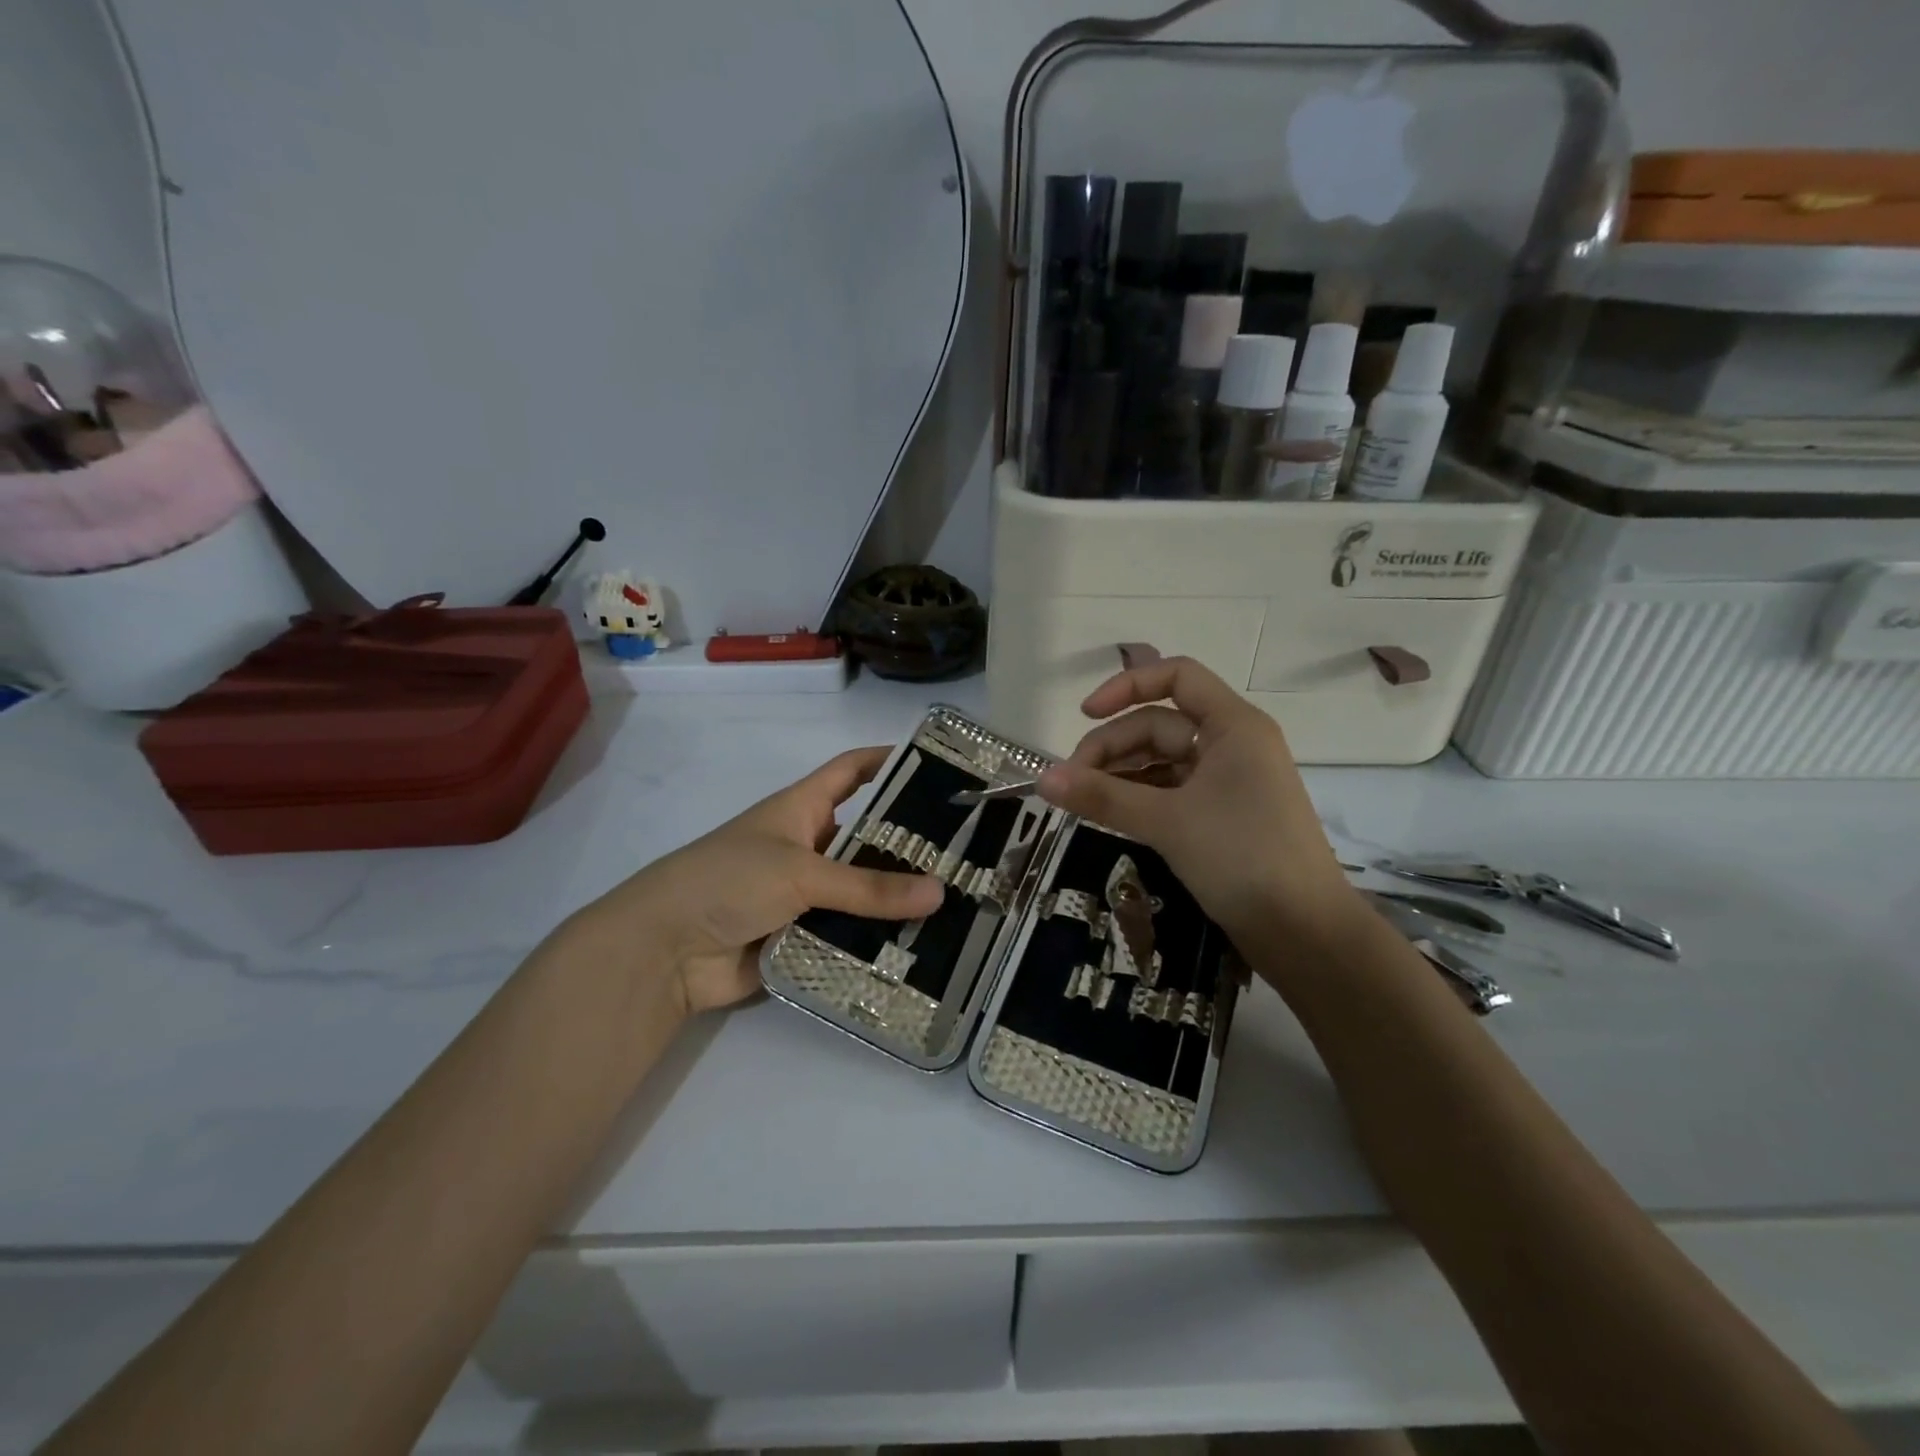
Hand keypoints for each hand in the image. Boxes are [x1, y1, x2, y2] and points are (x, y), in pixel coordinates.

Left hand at [573, 747, 943, 1014]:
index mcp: (800, 809)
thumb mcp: (800, 872)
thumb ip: (868, 888)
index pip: (850, 771)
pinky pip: (848, 935)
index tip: (937, 764)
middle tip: (966, 853)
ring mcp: (804, 895)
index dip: (887, 761)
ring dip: (896, 900)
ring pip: (860, 893)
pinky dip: (876, 942)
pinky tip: (922, 949)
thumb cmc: (728, 881)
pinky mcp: (802, 937)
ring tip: (958, 904)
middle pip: (866, 838)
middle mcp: (807, 847)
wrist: (664, 951)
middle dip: (908, 845)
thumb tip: (940, 893)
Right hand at [1036, 656, 1363, 949]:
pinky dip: (1139, 798)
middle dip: (1112, 747)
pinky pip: (1171, 791)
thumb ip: (1102, 797)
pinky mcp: (1221, 816)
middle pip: (1159, 724)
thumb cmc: (1243, 858)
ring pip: (1162, 761)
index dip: (1127, 686)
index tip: (1085, 714)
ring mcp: (1228, 782)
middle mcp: (1232, 744)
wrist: (1305, 933)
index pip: (1177, 676)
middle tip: (1070, 783)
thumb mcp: (1167, 822)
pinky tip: (1109, 815)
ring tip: (1083, 801)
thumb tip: (1042, 780)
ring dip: (1120, 775)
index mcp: (1232, 726)